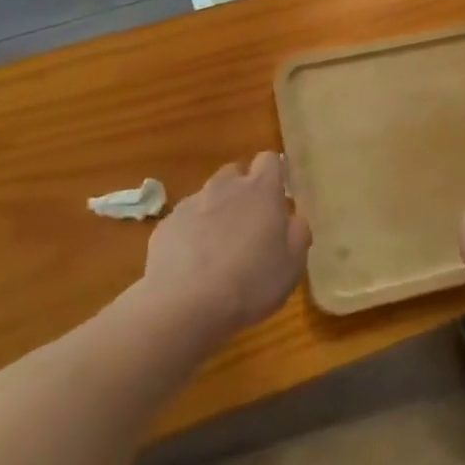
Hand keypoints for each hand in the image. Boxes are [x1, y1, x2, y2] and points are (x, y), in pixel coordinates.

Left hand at [141, 153, 309, 341]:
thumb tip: (294, 219)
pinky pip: (185, 220)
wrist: (185, 304)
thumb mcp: (292, 266)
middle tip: (248, 226)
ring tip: (218, 248)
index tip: (276, 198)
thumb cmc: (250, 282)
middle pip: (235, 173)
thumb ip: (297, 234)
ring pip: (208, 196)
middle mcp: (225, 187)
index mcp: (261, 190)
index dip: (273, 175)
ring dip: (216, 212)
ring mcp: (192, 203)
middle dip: (242, 191)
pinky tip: (192, 264)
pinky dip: (190, 233)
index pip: (269, 160)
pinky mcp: (166, 224)